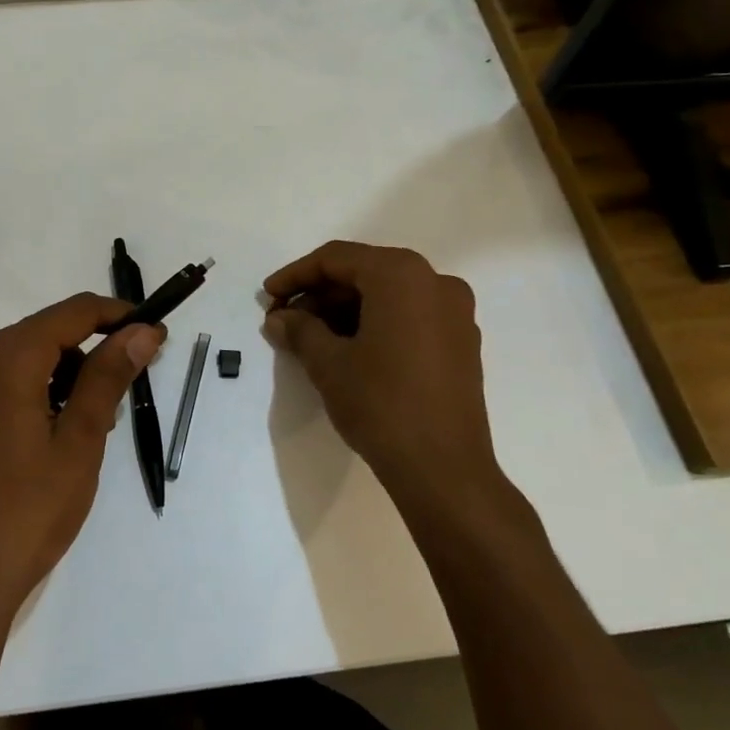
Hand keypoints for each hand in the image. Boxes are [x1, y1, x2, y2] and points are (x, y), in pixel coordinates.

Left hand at [0, 293, 163, 621]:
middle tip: (111, 408)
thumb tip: (141, 332)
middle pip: (37, 339)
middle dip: (82, 360)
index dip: (116, 316)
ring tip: (70, 440)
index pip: (71, 313)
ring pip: (8, 370)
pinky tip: (23, 460)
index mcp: (4, 360)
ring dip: (48, 385)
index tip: (150, 334)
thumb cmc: (26, 515)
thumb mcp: (80, 444)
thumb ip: (108, 378)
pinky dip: (13, 407)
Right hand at [263, 241, 499, 504]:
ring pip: (387, 295)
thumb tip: (278, 318)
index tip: (267, 296)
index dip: (295, 275)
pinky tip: (347, 349)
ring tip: (310, 338)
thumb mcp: (328, 363)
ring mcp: (454, 312)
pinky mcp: (461, 342)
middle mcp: (434, 281)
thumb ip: (299, 330)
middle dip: (320, 294)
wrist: (444, 470)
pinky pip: (409, 316)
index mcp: (401, 275)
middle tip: (285, 321)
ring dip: (345, 310)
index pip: (336, 259)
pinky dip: (375, 323)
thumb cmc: (381, 404)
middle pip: (364, 273)